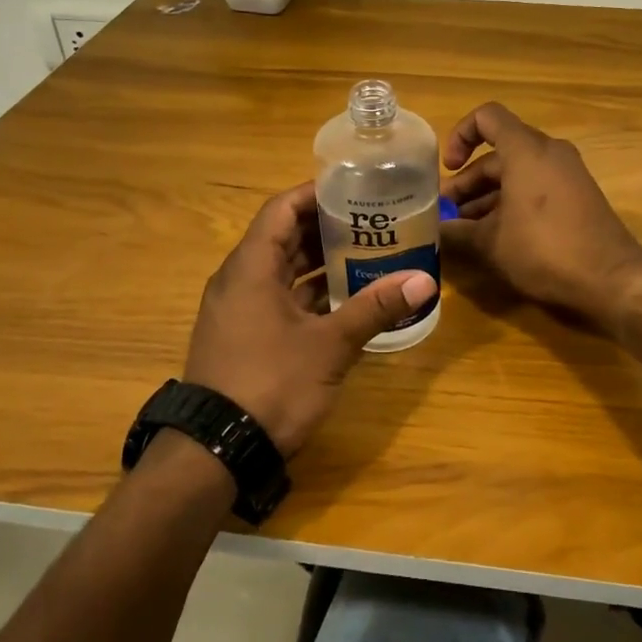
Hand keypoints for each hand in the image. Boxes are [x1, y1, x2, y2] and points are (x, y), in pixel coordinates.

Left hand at [183, 182, 437, 455]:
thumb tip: (425, 280)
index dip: (316, 193)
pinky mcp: (243, 336)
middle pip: (284, 237)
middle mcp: (239, 280)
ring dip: (320, 262)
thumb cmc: (271, 384)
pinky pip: (278, 298)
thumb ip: (375, 308)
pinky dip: (309, 293)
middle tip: (372, 221)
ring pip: (282, 271)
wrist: (216, 452)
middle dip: (327, 228)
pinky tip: (345, 299)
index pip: (282, 208)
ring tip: (367, 253)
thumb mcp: (330, 345)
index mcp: (251, 267)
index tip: (355, 189)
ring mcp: (239, 310)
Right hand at [441, 103, 641, 323]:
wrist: (612, 280)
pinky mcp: (579, 196)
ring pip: (517, 173)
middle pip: (499, 153)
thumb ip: (458, 232)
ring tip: (466, 230)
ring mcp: (568, 173)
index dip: (461, 136)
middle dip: (469, 181)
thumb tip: (436, 232)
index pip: (487, 117)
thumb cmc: (545, 251)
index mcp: (526, 150)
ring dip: (488, 196)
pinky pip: (537, 187)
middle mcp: (550, 152)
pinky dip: (513, 202)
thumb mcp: (491, 244)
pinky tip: (497, 236)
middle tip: (447, 214)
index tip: (448, 168)